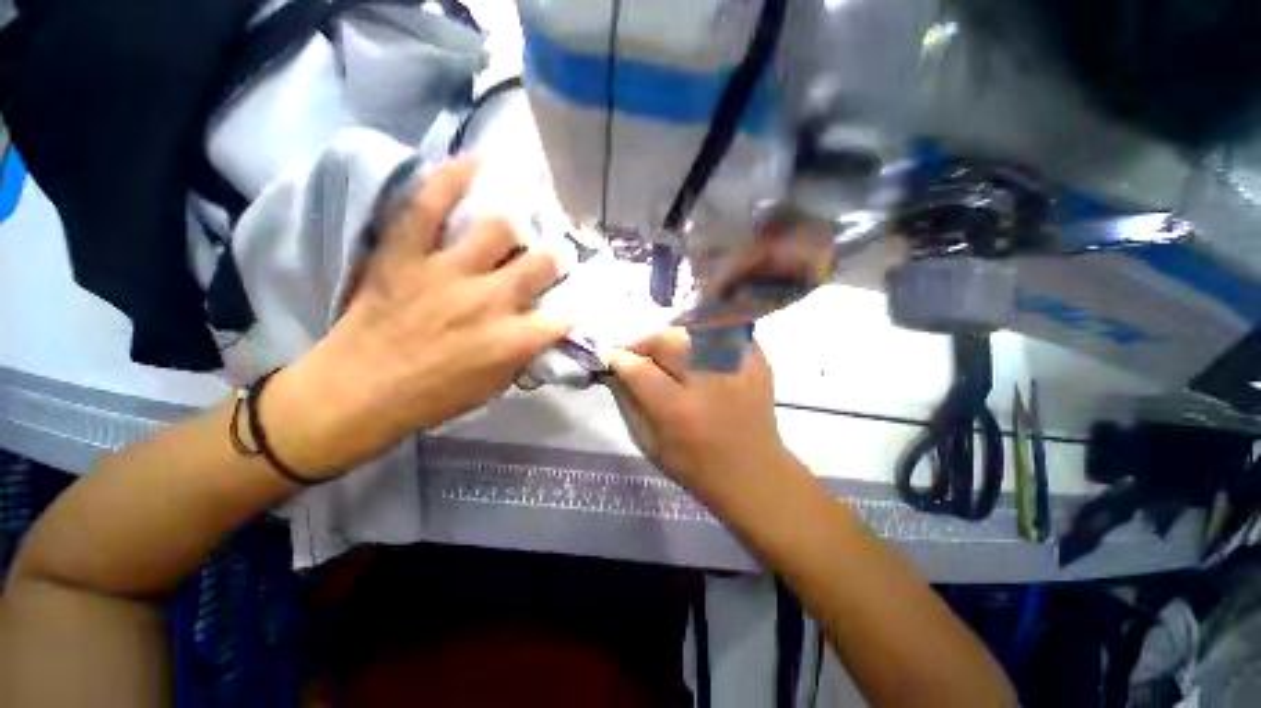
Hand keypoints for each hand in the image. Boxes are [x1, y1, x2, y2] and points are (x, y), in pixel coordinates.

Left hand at [264, 159, 570, 476]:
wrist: (357, 392)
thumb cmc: (433, 398)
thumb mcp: (494, 388)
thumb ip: (524, 355)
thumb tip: (540, 332)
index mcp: (513, 339)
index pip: (563, 317)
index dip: (573, 312)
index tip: (571, 307)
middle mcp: (490, 300)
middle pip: (541, 264)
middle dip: (556, 260)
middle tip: (554, 258)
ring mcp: (448, 271)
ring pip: (499, 229)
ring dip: (516, 230)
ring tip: (516, 231)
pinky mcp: (408, 253)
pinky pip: (430, 204)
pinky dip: (452, 178)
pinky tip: (476, 162)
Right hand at [607, 328, 794, 503]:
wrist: (753, 473)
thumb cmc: (695, 465)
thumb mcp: (650, 442)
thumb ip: (628, 401)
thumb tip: (615, 367)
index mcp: (680, 410)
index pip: (639, 369)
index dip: (619, 357)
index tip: (610, 355)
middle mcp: (710, 382)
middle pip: (666, 340)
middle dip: (644, 342)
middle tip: (637, 354)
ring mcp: (738, 367)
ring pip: (691, 330)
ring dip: (670, 339)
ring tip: (665, 354)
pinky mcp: (757, 360)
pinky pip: (718, 333)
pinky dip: (700, 339)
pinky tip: (695, 355)